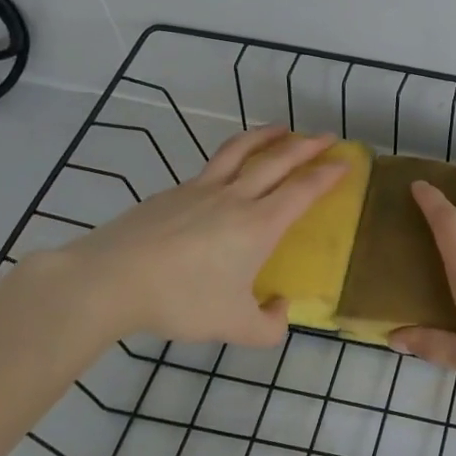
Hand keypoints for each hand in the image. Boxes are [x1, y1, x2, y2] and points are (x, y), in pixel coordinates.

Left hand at [53, 125, 345, 344]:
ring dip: (267, 136)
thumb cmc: (180, 300)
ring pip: (241, 151)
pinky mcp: (173, 191)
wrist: (110, 280)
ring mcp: (201, 189)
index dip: (328, 175)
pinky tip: (229, 167)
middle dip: (307, 145)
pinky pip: (213, 165)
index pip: (303, 190)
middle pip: (278, 160)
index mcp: (259, 225)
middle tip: (327, 136)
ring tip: (282, 129)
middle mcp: (236, 197)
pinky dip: (232, 156)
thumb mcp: (233, 327)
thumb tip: (281, 309)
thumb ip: (268, 326)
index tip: (346, 162)